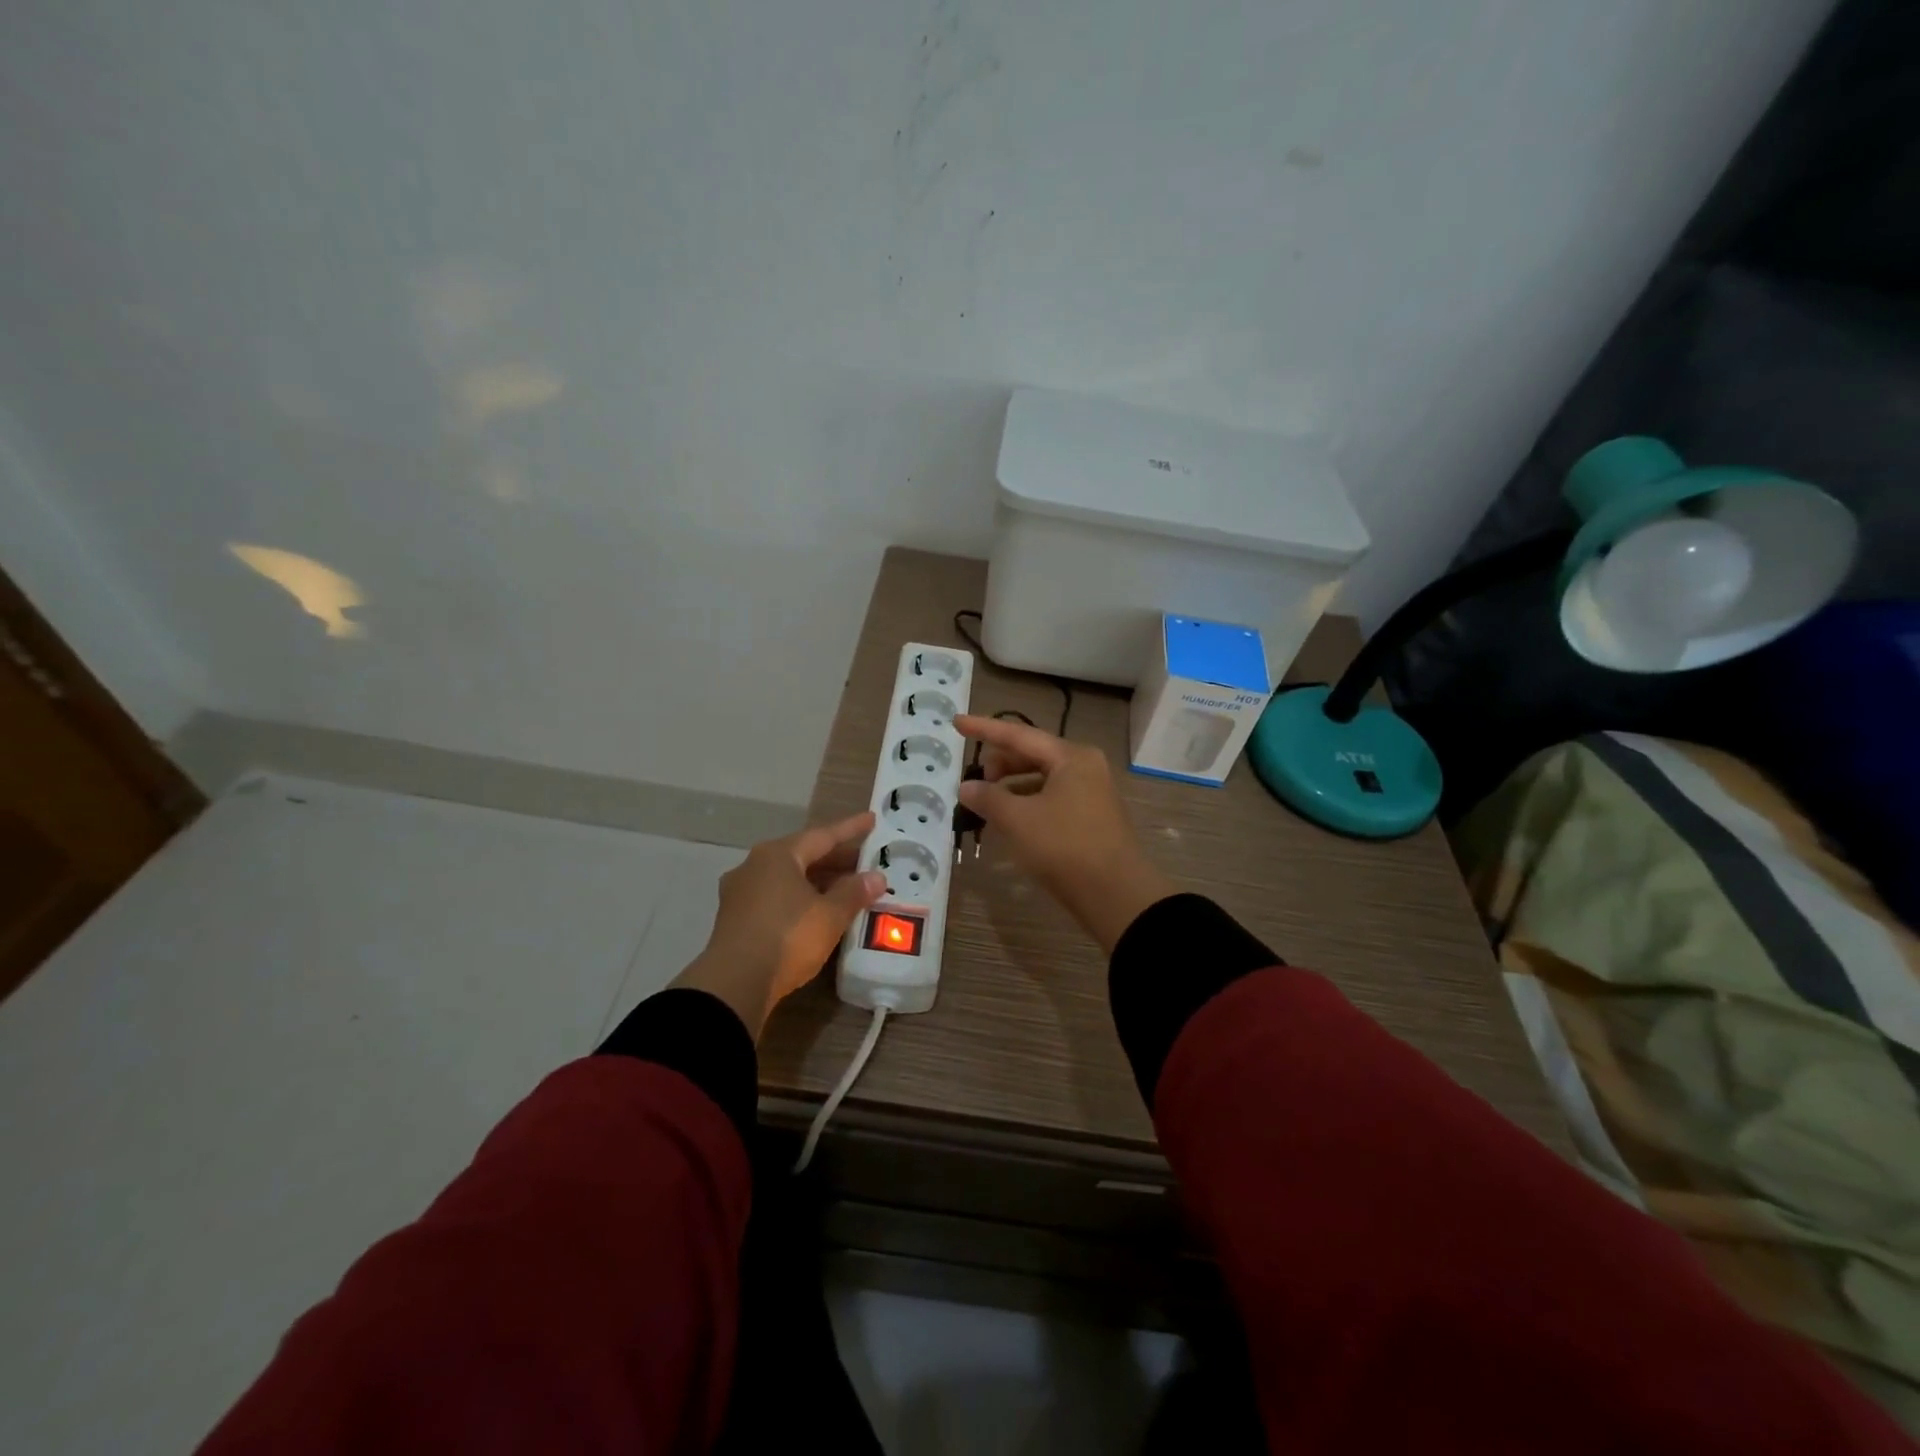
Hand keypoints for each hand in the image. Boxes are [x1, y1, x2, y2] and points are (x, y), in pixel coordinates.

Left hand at [672, 812, 885, 1037]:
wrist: (734, 985)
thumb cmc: (787, 937)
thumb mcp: (830, 915)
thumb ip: (854, 892)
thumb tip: (876, 877)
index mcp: (777, 855)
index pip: (822, 835)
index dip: (850, 829)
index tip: (872, 820)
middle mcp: (755, 866)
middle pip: (803, 856)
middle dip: (836, 859)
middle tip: (866, 862)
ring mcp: (741, 893)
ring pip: (789, 879)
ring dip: (819, 882)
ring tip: (848, 889)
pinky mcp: (736, 919)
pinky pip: (777, 898)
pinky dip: (802, 899)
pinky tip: (818, 912)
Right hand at [955, 715, 1174, 953]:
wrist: (1116, 895)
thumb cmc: (1065, 847)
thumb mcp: (1018, 820)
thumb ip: (988, 797)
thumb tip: (966, 786)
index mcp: (1071, 757)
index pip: (1019, 734)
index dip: (984, 728)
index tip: (956, 723)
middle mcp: (1085, 767)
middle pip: (1033, 754)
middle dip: (1000, 763)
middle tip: (973, 779)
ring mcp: (1091, 792)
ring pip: (1042, 778)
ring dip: (1012, 785)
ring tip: (987, 801)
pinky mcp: (1091, 817)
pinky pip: (1052, 797)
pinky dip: (1027, 802)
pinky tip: (1011, 819)